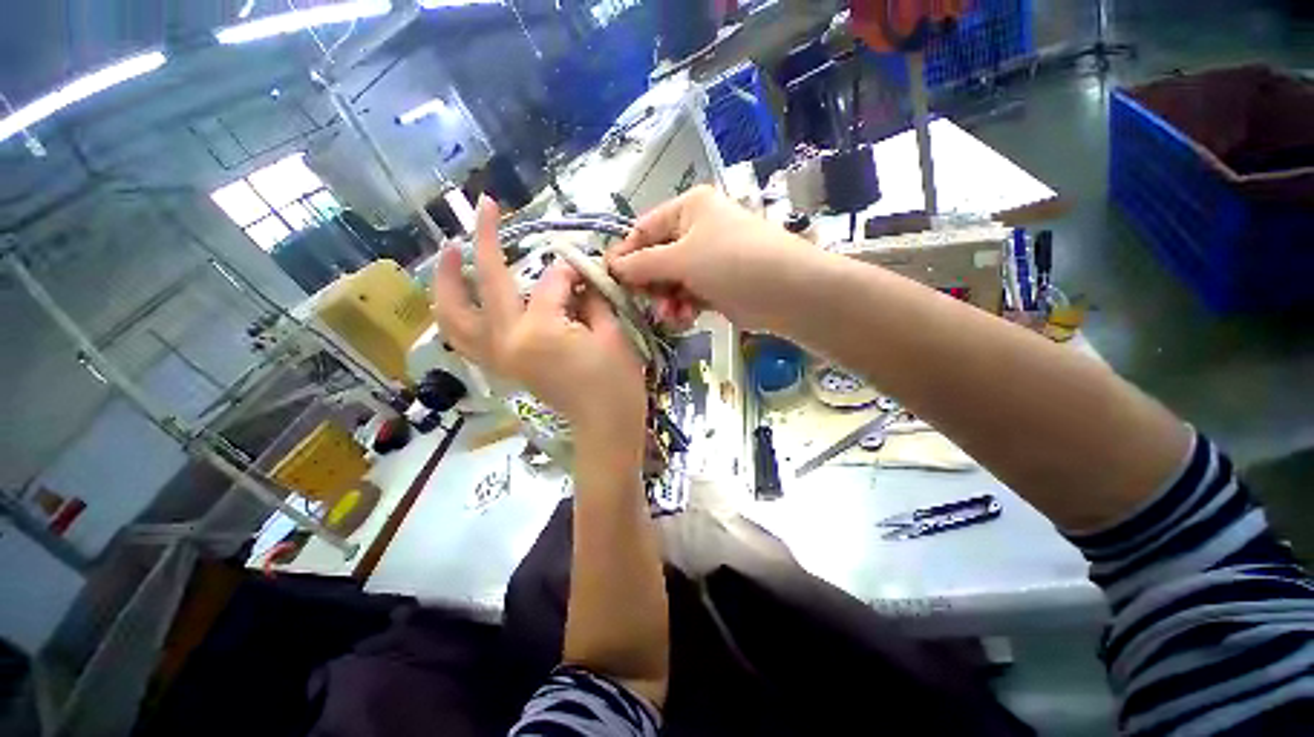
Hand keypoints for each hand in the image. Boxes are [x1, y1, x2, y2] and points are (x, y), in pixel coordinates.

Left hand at [432, 197, 646, 438]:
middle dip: (484, 240)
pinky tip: (458, 298)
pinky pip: (463, 337)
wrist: (605, 426)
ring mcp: (497, 356)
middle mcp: (506, 340)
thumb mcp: (610, 332)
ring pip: (454, 314)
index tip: (586, 266)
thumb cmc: (617, 383)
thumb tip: (575, 272)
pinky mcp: (500, 366)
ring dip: (448, 280)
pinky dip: (454, 314)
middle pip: (487, 281)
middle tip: (483, 208)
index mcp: (539, 331)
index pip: (550, 281)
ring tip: (449, 251)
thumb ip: (588, 296)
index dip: (571, 269)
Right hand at [606, 186, 813, 330]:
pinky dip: (683, 308)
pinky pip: (687, 296)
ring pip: (671, 281)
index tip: (608, 279)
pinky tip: (685, 318)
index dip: (625, 254)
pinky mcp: (716, 286)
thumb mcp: (682, 258)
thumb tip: (611, 266)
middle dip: (649, 283)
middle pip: (656, 258)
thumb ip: (643, 264)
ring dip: (666, 300)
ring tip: (671, 314)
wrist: (787, 291)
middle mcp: (697, 231)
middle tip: (644, 302)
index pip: (644, 229)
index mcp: (689, 209)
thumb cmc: (731, 262)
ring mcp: (708, 260)